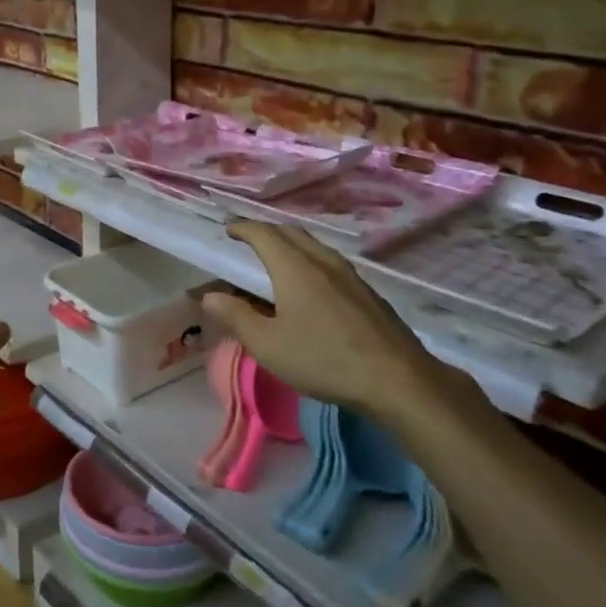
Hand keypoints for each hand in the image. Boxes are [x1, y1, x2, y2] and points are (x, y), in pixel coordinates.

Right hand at [201, 223, 475, 429]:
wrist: (397, 379)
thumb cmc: (323, 359)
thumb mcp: (268, 345)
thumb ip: (236, 317)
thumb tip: (209, 295)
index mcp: (295, 267)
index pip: (264, 234)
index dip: (243, 228)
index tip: (229, 228)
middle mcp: (322, 261)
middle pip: (291, 233)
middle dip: (266, 231)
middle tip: (248, 240)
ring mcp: (349, 275)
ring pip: (314, 246)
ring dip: (291, 244)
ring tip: (276, 259)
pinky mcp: (367, 292)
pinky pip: (329, 262)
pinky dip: (309, 260)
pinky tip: (311, 285)